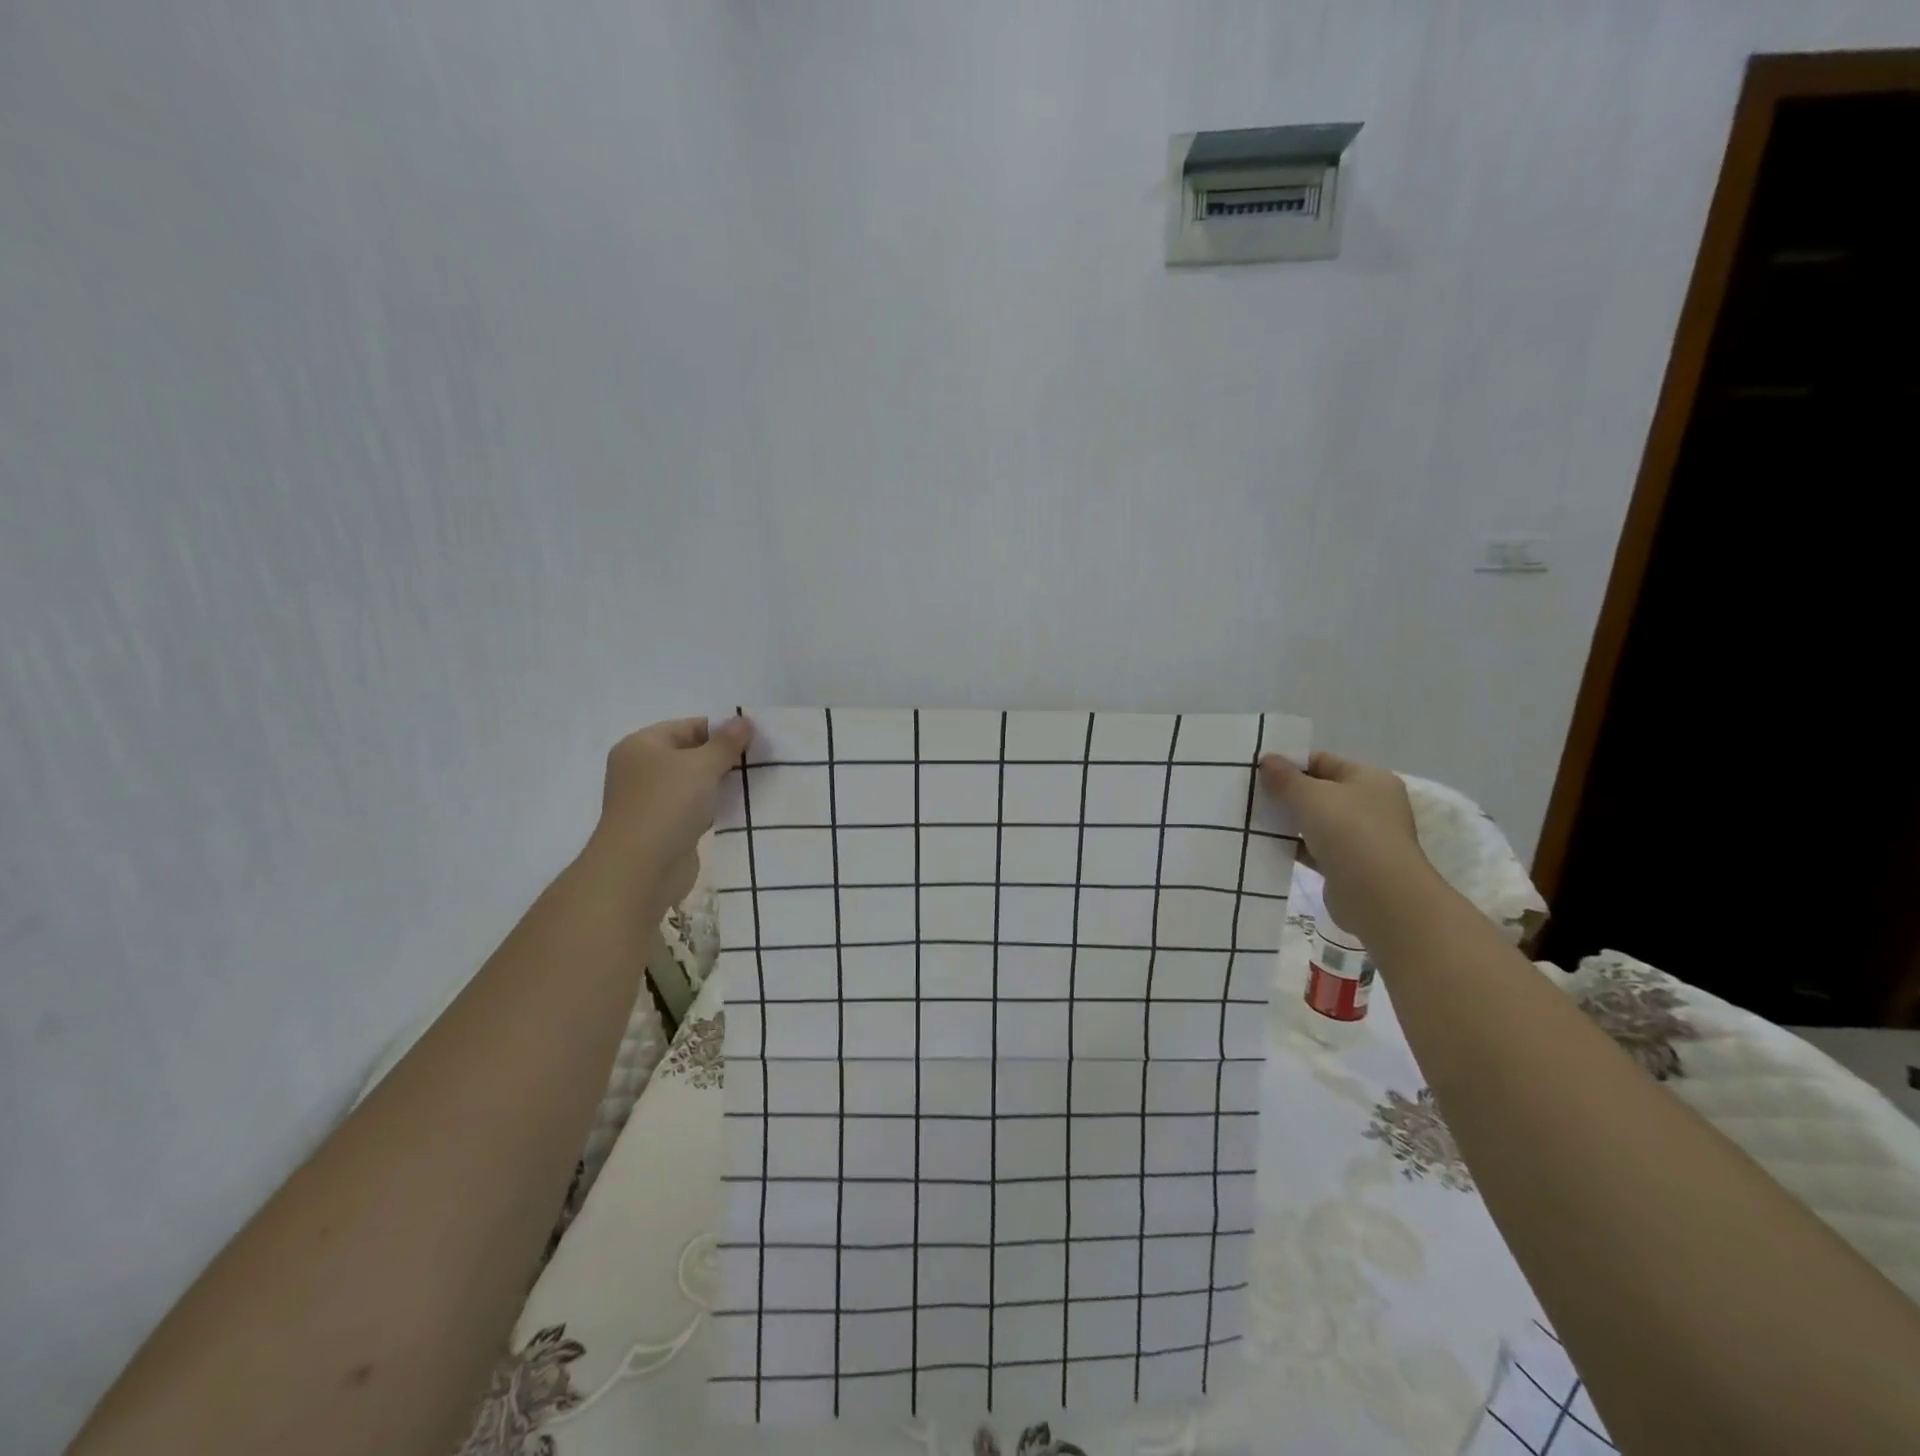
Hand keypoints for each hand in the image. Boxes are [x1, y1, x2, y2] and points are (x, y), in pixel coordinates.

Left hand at [590, 715, 754, 905]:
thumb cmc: (667, 805)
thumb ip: (726, 742)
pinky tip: (738, 808)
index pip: (688, 727)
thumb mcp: (702, 765)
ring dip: (720, 784)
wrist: (641, 870)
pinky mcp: (663, 828)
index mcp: (641, 746)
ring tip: (754, 783)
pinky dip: (714, 807)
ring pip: (693, 783)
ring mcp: (650, 801)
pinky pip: (694, 809)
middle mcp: (641, 770)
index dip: (721, 730)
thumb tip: (744, 720)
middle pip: (690, 754)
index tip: (755, 739)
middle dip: (723, 757)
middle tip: (760, 761)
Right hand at [1259, 751, 1428, 933]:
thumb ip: (1286, 778)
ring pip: (1315, 822)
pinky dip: (1293, 846)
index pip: (1324, 761)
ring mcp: (1361, 838)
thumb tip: (1267, 760)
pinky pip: (1314, 849)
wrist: (1379, 895)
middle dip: (1286, 792)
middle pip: (1320, 791)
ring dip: (1288, 821)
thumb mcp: (1311, 796)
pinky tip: (1266, 845)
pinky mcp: (1348, 866)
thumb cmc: (1349, 831)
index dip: (1291, 763)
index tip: (1258, 770)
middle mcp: (1370, 805)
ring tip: (1252, 818)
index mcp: (1370, 779)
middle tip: (1250, 793)